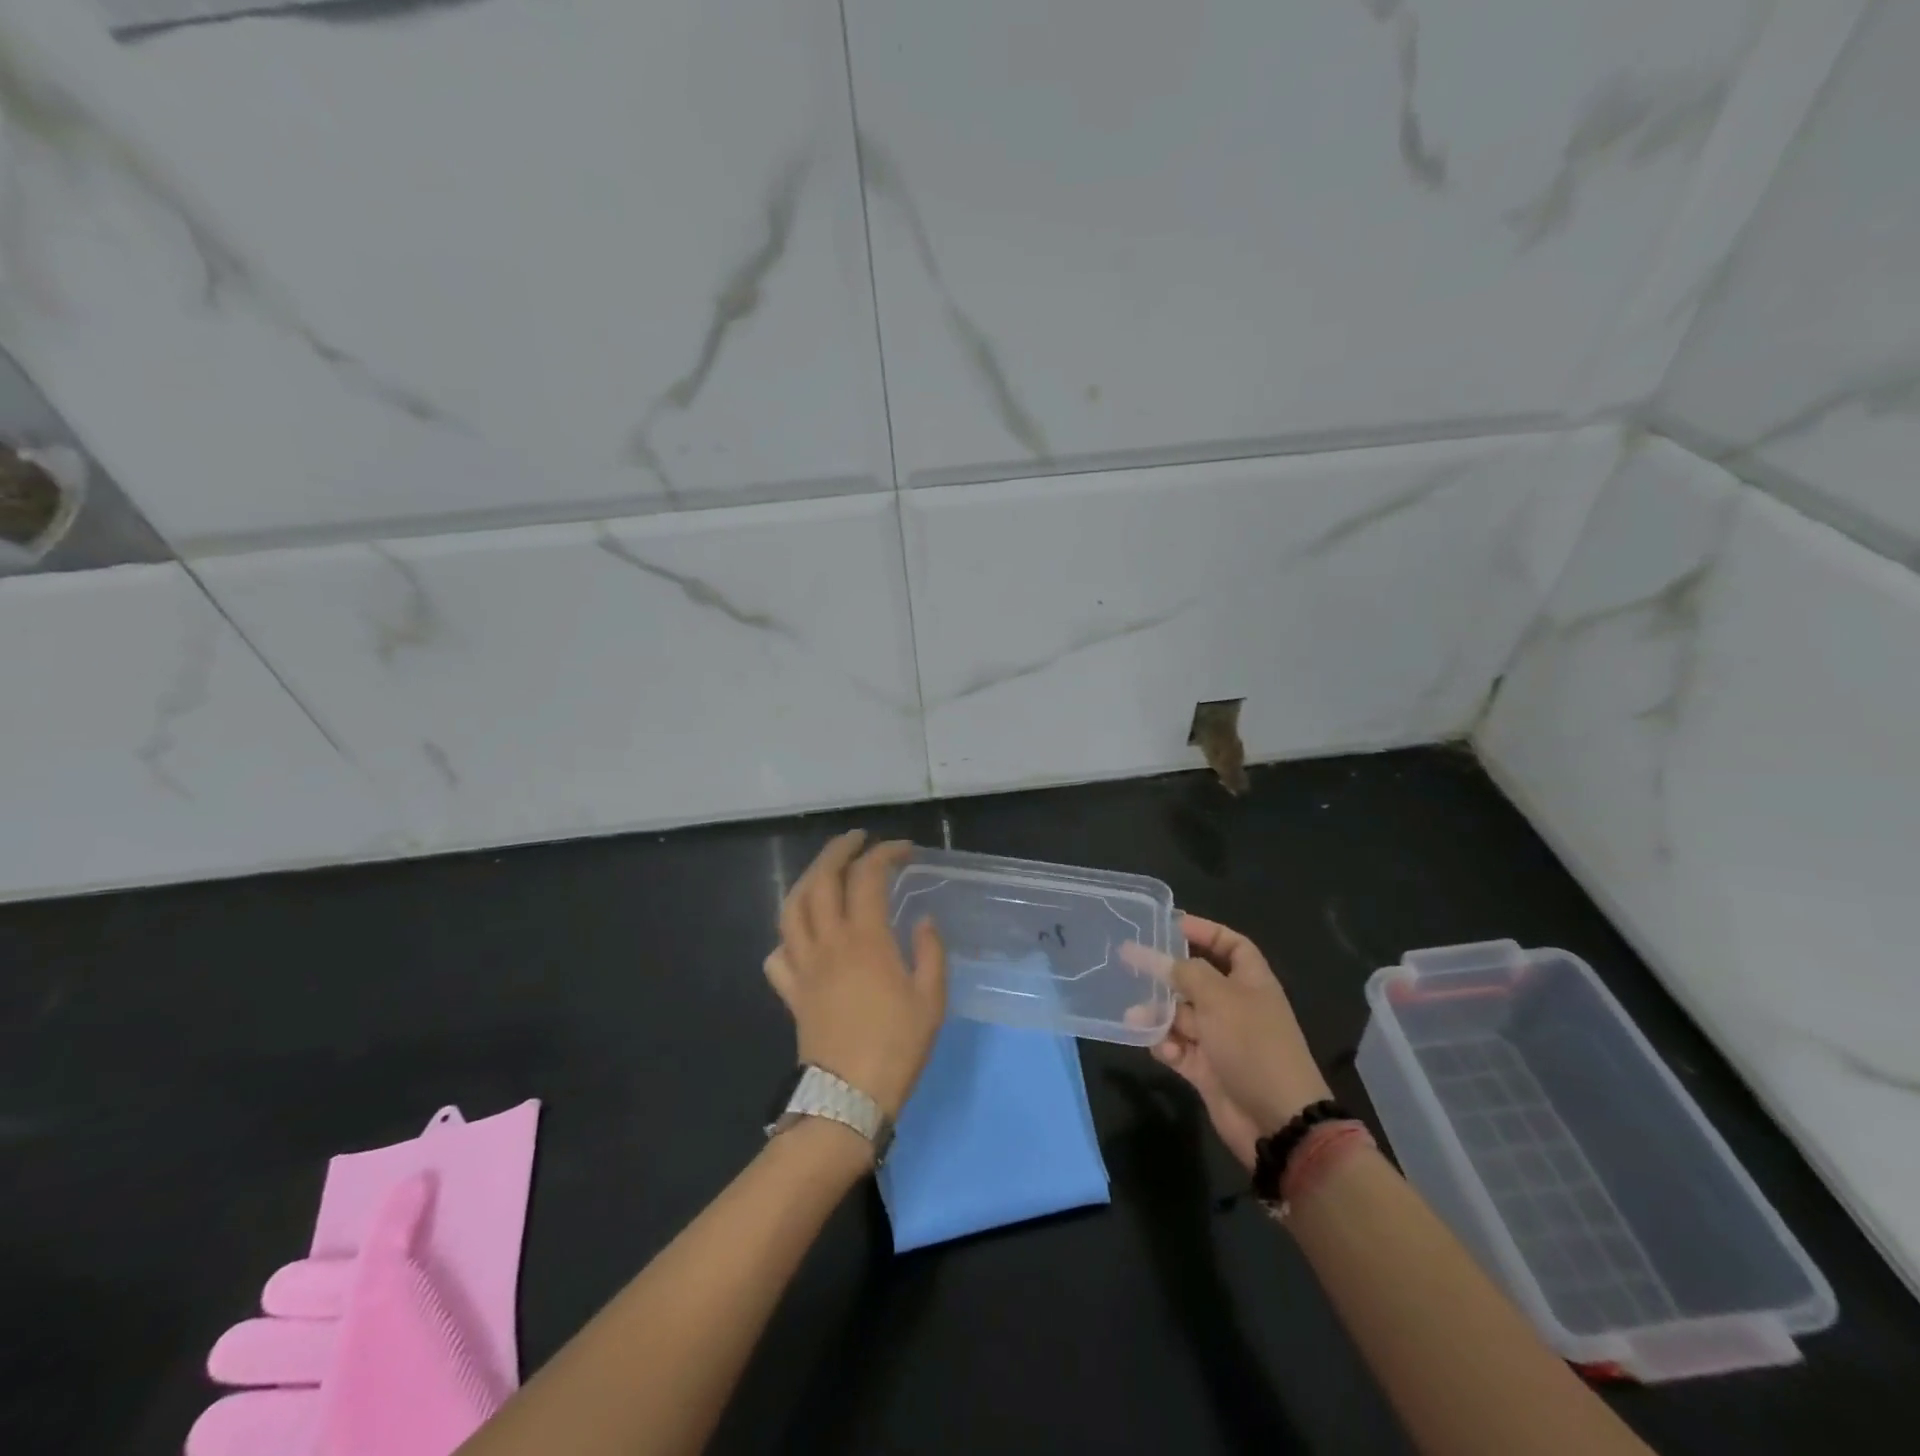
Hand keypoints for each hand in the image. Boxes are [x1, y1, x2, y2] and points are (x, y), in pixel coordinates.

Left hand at [764, 830, 947, 1119]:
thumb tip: (922, 921)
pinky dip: (787, 935)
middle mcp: (829, 943)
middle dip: (837, 850)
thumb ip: (930, 953)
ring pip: (792, 909)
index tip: (905, 850)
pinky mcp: (791, 991)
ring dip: (807, 880)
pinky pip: (778, 954)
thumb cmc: (897, 1048)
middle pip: (821, 880)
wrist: (848, 1098)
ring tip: (824, 871)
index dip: (885, 854)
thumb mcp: (931, 1000)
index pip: (868, 877)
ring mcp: (804, 966)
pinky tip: (801, 934)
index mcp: (865, 939)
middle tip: (856, 840)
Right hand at [1152, 914, 1332, 1169]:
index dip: (1205, 931)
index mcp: (1251, 983)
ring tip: (1134, 1015)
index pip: (1231, 946)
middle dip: (1166, 974)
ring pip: (1180, 1015)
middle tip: (1129, 962)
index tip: (1170, 924)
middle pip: (1196, 980)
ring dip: (1157, 1013)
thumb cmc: (1253, 1046)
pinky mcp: (1206, 1069)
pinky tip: (1158, 1047)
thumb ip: (1185, 973)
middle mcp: (1235, 1006)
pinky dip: (1165, 1045)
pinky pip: (1178, 1048)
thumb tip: (1158, 958)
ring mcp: (1220, 1039)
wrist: (1277, 1122)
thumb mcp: (1219, 999)